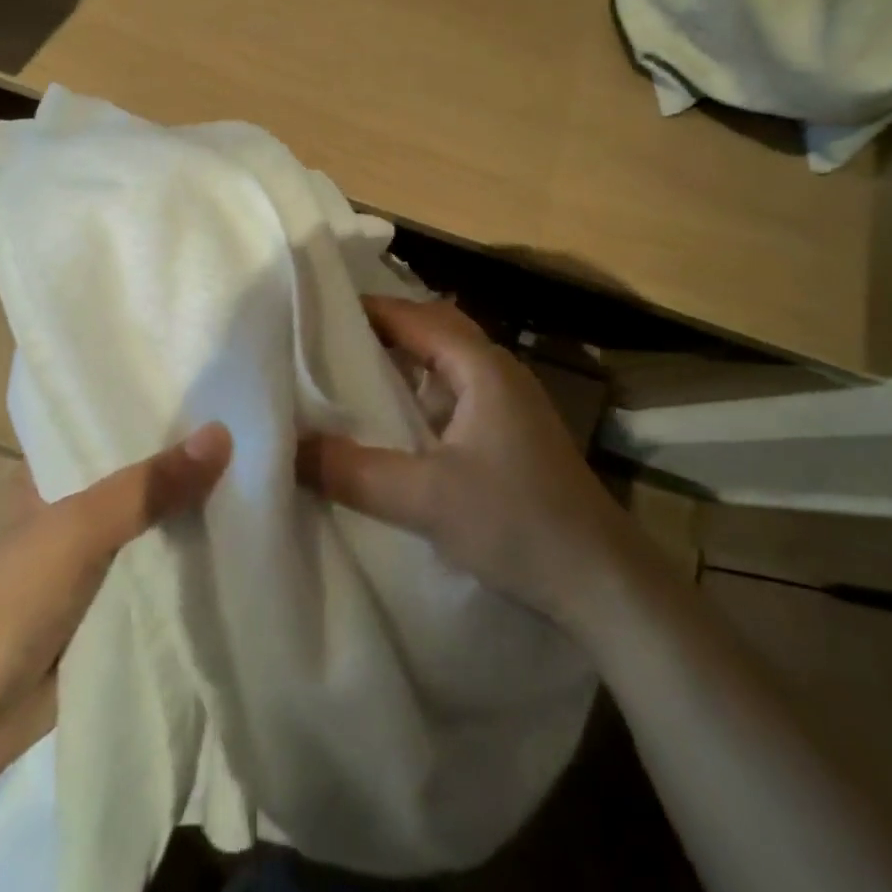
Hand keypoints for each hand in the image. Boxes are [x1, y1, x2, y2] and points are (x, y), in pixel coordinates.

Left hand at [0, 423, 231, 817]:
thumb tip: (224, 432)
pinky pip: (152, 595)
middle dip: (190, 476)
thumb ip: (149, 487)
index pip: (113, 435)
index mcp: (48, 482)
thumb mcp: (77, 531)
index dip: (164, 419)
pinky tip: (241, 563)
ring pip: (150, 542)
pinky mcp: (99, 628)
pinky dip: (186, 583)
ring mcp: (84, 578)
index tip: (226, 399)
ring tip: (267, 495)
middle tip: (261, 448)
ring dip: (193, 529)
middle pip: (140, 489)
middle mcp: (68, 522)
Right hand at [298, 298, 622, 629]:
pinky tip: (395, 423)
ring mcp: (509, 403)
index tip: (314, 314)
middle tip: (327, 342)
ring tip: (350, 375)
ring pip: (446, 363)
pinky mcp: (511, 434)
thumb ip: (353, 471)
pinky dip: (420, 394)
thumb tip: (289, 448)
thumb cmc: (517, 523)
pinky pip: (455, 394)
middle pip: (433, 330)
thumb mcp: (425, 499)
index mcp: (481, 367)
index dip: (366, 310)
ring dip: (403, 362)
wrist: (602, 581)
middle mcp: (498, 372)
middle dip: (383, 330)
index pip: (415, 316)